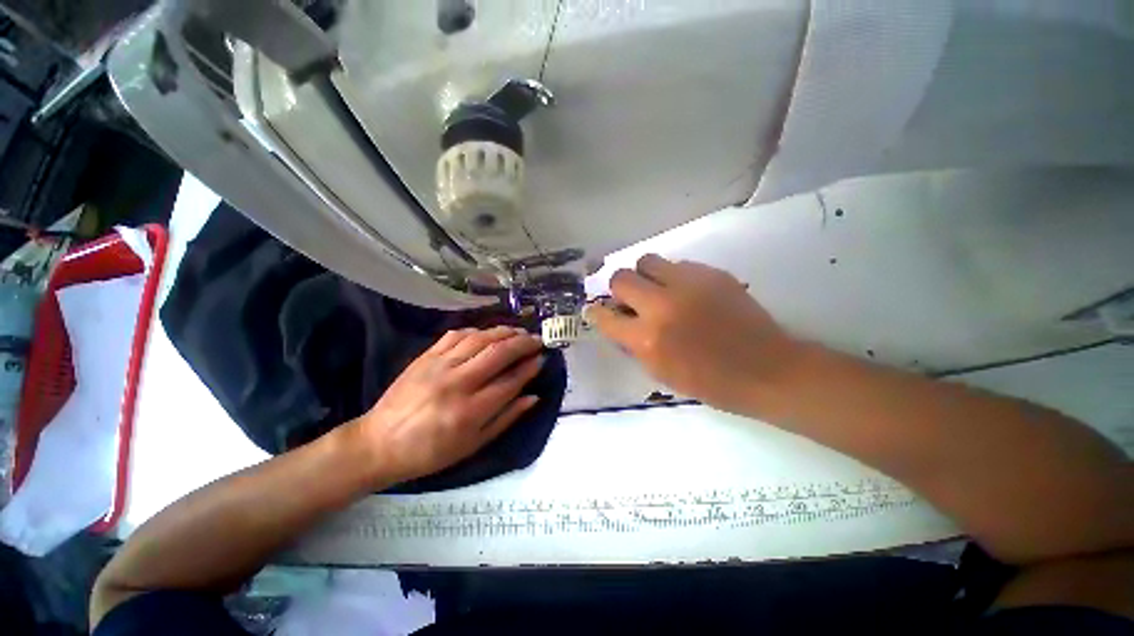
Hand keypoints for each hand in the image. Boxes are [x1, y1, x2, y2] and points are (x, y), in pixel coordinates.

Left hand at [351, 326, 544, 484]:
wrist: (379, 443)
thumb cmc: (430, 452)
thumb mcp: (473, 445)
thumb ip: (506, 418)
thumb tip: (534, 397)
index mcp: (470, 411)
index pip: (510, 381)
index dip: (530, 368)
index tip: (542, 359)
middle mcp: (457, 383)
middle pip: (498, 353)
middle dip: (523, 343)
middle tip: (537, 340)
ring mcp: (439, 366)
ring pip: (480, 338)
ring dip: (504, 332)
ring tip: (519, 332)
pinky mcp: (426, 356)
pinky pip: (457, 335)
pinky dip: (477, 330)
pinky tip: (488, 333)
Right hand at [588, 254, 800, 413]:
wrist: (766, 369)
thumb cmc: (710, 382)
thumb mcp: (661, 372)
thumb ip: (635, 344)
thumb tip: (619, 322)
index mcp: (648, 339)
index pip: (605, 317)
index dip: (597, 313)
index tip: (597, 311)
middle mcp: (661, 306)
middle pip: (621, 278)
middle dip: (620, 289)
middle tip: (631, 300)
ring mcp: (687, 285)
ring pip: (647, 261)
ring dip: (645, 276)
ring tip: (658, 290)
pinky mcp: (711, 273)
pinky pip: (678, 265)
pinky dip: (674, 277)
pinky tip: (688, 293)